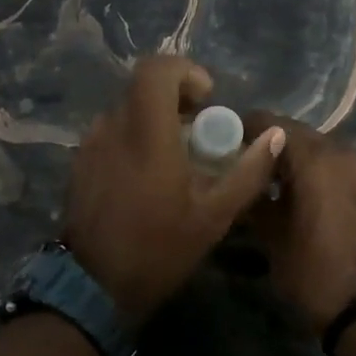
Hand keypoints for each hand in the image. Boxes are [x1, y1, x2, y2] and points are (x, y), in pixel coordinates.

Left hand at [64, 56, 284, 323]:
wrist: (93, 286)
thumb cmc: (159, 248)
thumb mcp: (214, 215)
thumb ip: (248, 171)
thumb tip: (276, 135)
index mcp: (146, 132)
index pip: (156, 69)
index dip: (185, 72)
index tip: (206, 99)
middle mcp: (113, 126)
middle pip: (142, 87)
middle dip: (175, 98)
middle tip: (198, 131)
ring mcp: (90, 143)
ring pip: (126, 109)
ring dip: (154, 119)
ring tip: (175, 157)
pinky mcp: (80, 161)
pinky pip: (112, 131)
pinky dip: (134, 137)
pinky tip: (147, 176)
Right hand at [245, 114, 355, 334]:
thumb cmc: (311, 269)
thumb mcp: (269, 233)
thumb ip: (251, 194)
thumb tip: (235, 176)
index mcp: (315, 156)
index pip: (269, 122)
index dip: (241, 127)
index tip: (217, 139)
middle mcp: (340, 151)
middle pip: (292, 133)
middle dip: (264, 142)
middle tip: (234, 159)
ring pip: (312, 148)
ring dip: (285, 157)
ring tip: (256, 177)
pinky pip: (328, 165)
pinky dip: (306, 170)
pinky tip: (283, 191)